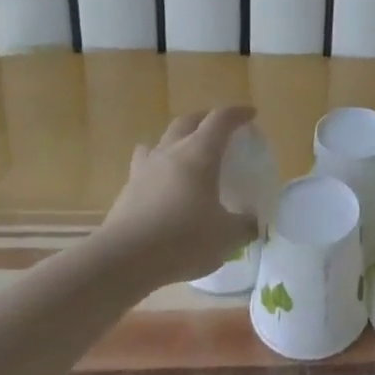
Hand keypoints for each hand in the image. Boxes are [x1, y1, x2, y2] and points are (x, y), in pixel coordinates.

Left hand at [97, 108, 258, 286]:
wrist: (122, 260)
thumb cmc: (182, 239)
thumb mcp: (225, 237)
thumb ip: (243, 226)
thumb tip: (252, 224)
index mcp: (200, 153)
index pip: (221, 119)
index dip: (237, 114)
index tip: (251, 115)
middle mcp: (171, 152)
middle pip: (188, 121)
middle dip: (206, 119)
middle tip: (220, 129)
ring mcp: (145, 169)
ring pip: (162, 140)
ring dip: (177, 139)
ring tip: (186, 152)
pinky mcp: (128, 189)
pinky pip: (144, 165)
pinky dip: (157, 167)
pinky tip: (161, 183)